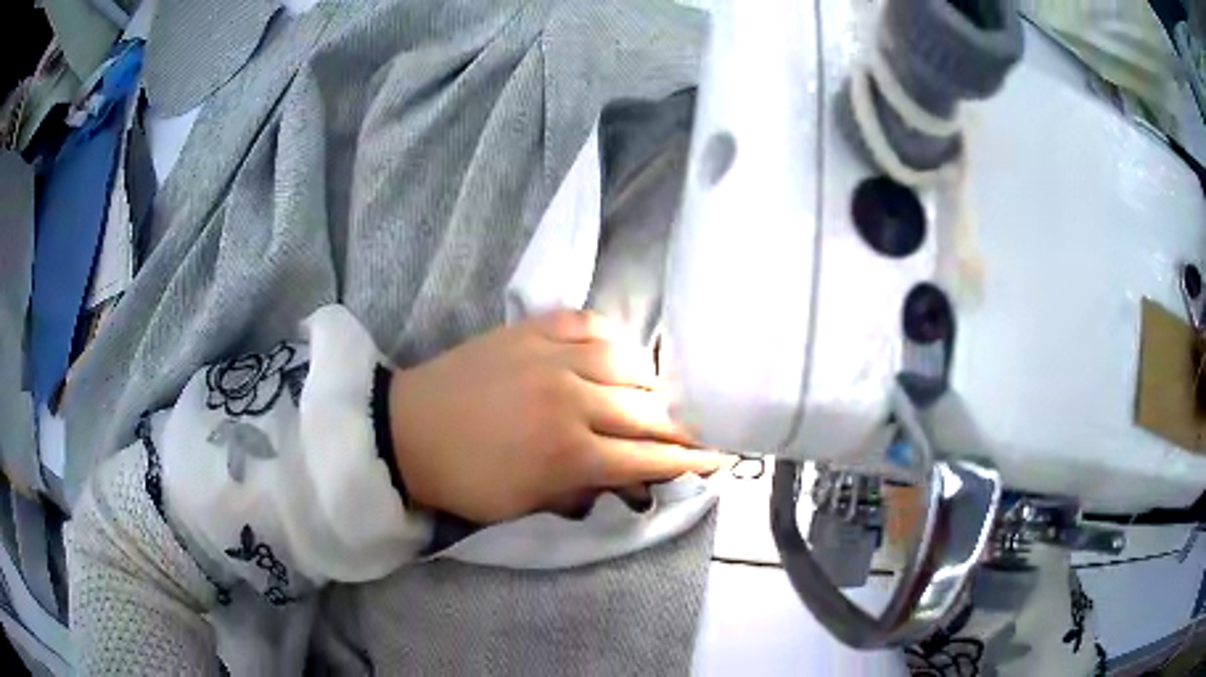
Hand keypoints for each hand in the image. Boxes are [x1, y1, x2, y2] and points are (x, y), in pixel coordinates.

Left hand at [388, 310, 729, 522]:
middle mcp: (571, 399)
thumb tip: (634, 480)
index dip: (690, 460)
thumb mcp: (528, 504)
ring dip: (650, 383)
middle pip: (647, 411)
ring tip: (655, 395)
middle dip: (681, 425)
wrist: (408, 430)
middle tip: (698, 430)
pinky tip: (618, 352)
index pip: (649, 457)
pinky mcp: (530, 330)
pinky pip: (588, 324)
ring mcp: (550, 356)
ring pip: (626, 362)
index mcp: (569, 453)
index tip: (719, 457)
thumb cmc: (466, 480)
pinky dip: (611, 338)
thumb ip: (587, 489)